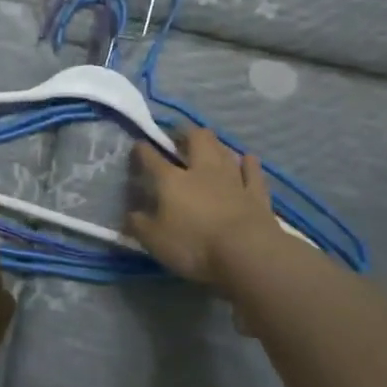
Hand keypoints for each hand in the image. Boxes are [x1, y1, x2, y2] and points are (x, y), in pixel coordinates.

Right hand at [127, 129, 301, 305]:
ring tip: (209, 144)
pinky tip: (248, 159)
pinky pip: (253, 172)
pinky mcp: (257, 195)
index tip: (138, 145)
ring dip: (216, 145)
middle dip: (186, 133)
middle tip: (180, 136)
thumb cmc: (194, 245)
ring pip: (224, 151)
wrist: (247, 254)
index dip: (142, 149)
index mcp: (171, 180)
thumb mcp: (154, 240)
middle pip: (196, 140)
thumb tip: (130, 215)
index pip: (152, 157)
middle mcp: (202, 171)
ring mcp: (233, 180)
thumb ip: (139, 225)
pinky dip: (249, 164)